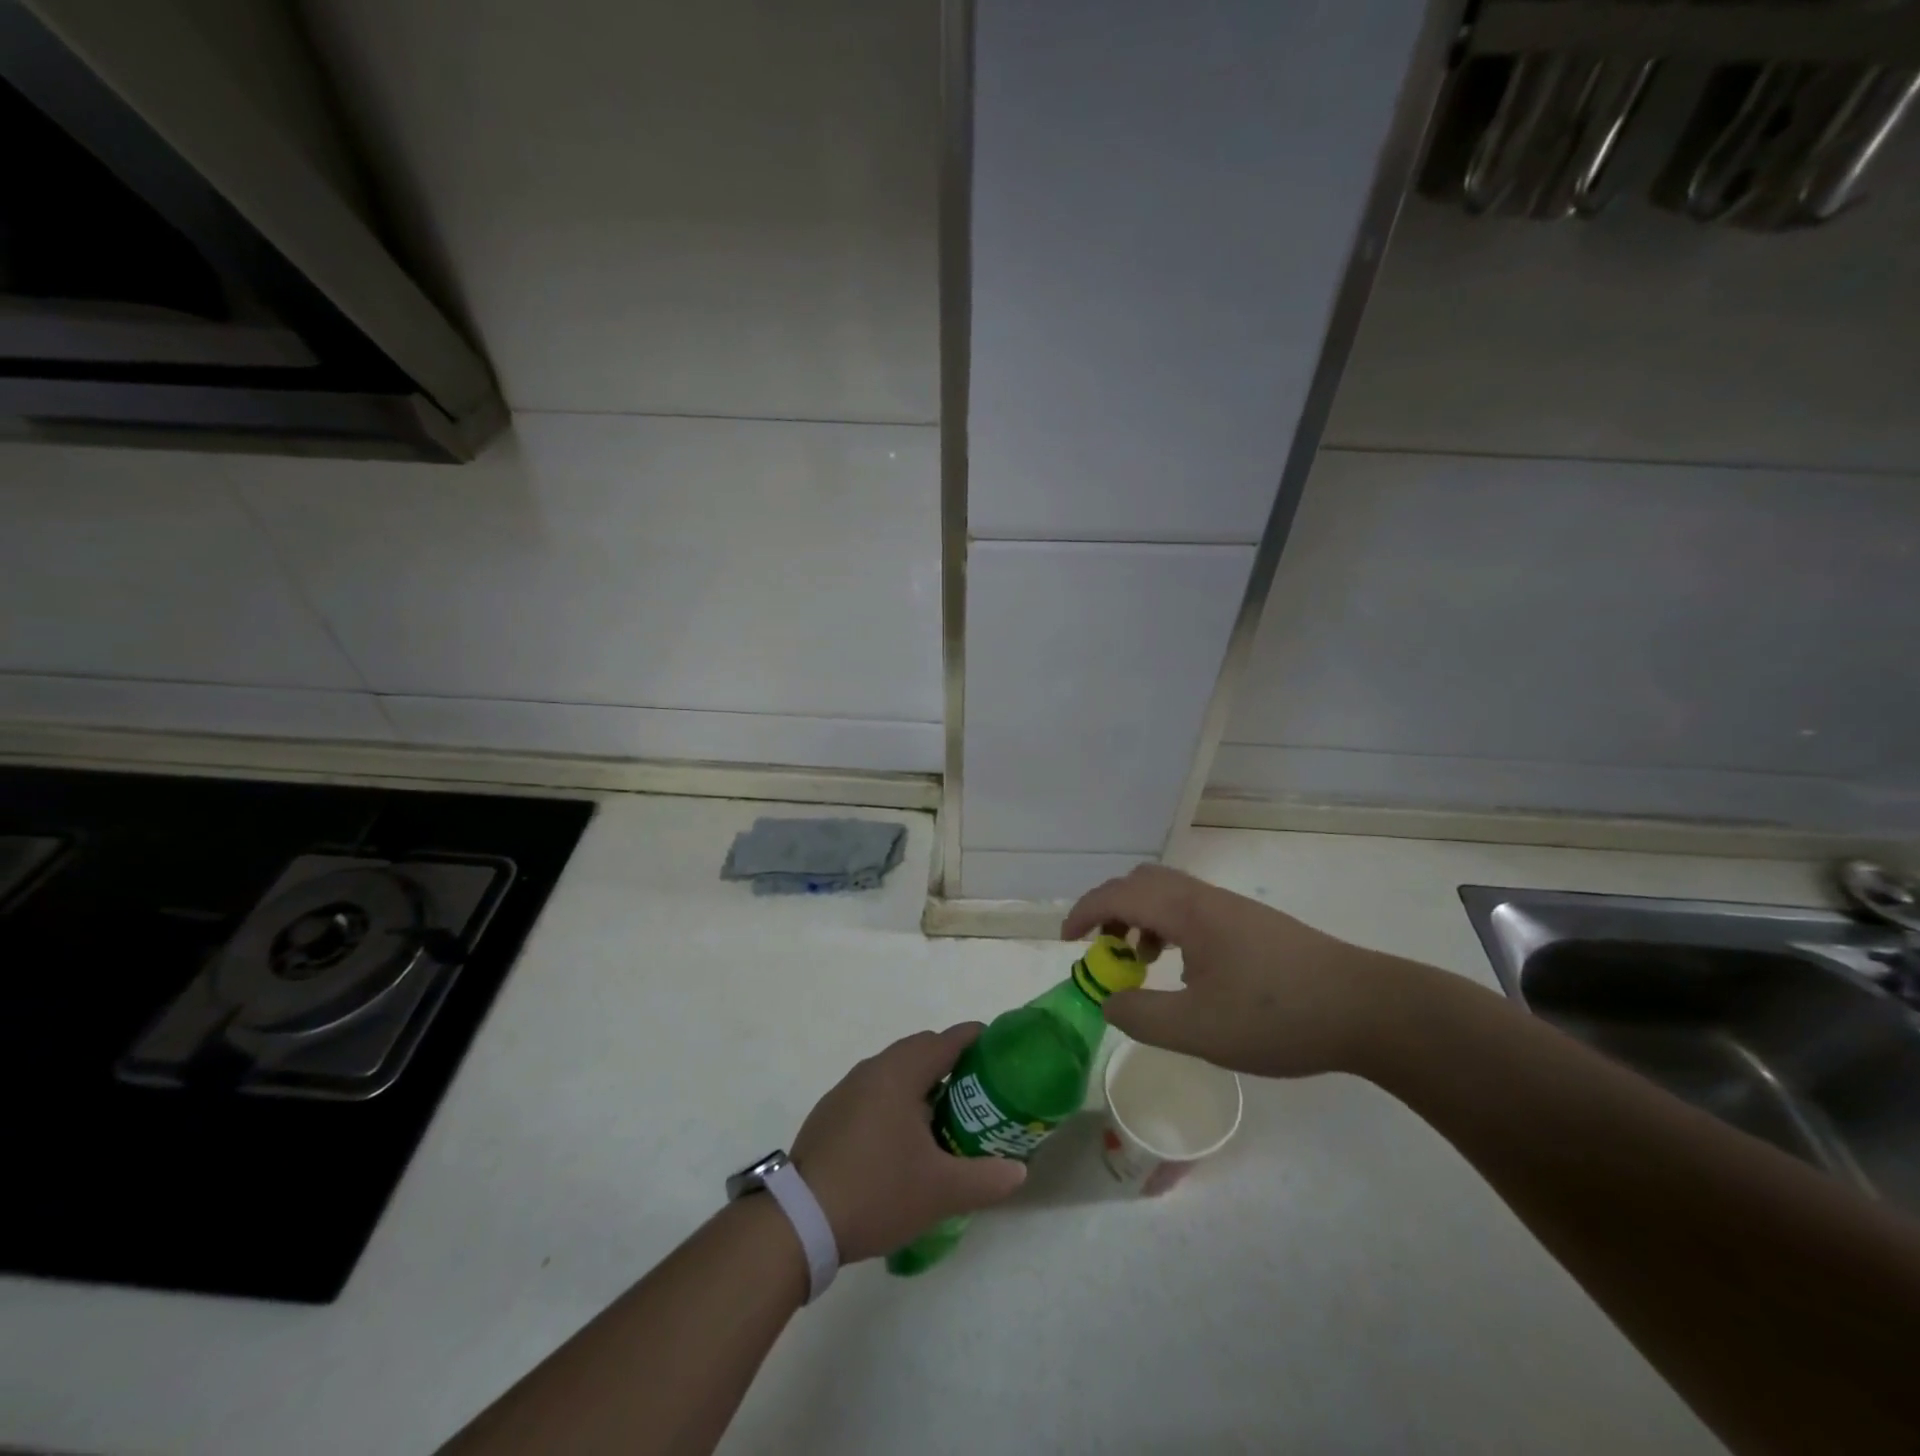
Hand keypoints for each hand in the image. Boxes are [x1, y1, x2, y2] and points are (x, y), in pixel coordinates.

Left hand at [790, 1025, 1027, 1262]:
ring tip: (944, 1115)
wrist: (800, 1220)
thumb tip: (1019, 1171)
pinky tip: (902, 1138)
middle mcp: (873, 1069)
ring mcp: (847, 1089)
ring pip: (895, 1070)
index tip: (997, 1049)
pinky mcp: (830, 1112)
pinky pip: (874, 1091)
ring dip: (921, 1082)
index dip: (975, 1039)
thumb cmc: (877, 1190)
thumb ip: (986, 1178)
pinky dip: (896, 1099)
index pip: (947, 1040)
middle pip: (920, 1049)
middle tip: (977, 1089)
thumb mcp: (941, 1191)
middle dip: (950, 1061)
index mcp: (901, 1073)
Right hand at [1062, 864, 1410, 1078]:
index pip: (1118, 894)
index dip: (1084, 912)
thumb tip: (1109, 1001)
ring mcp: (1232, 909)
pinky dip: (1168, 929)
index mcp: (1186, 912)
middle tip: (1102, 951)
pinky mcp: (1252, 925)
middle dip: (1110, 910)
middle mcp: (1205, 899)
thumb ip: (1141, 1016)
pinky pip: (1191, 911)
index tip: (1066, 941)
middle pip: (1141, 882)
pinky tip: (1185, 971)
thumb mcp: (1198, 1029)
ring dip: (1140, 920)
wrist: (1368, 1009)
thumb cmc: (1277, 1017)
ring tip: (1140, 964)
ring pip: (1168, 895)